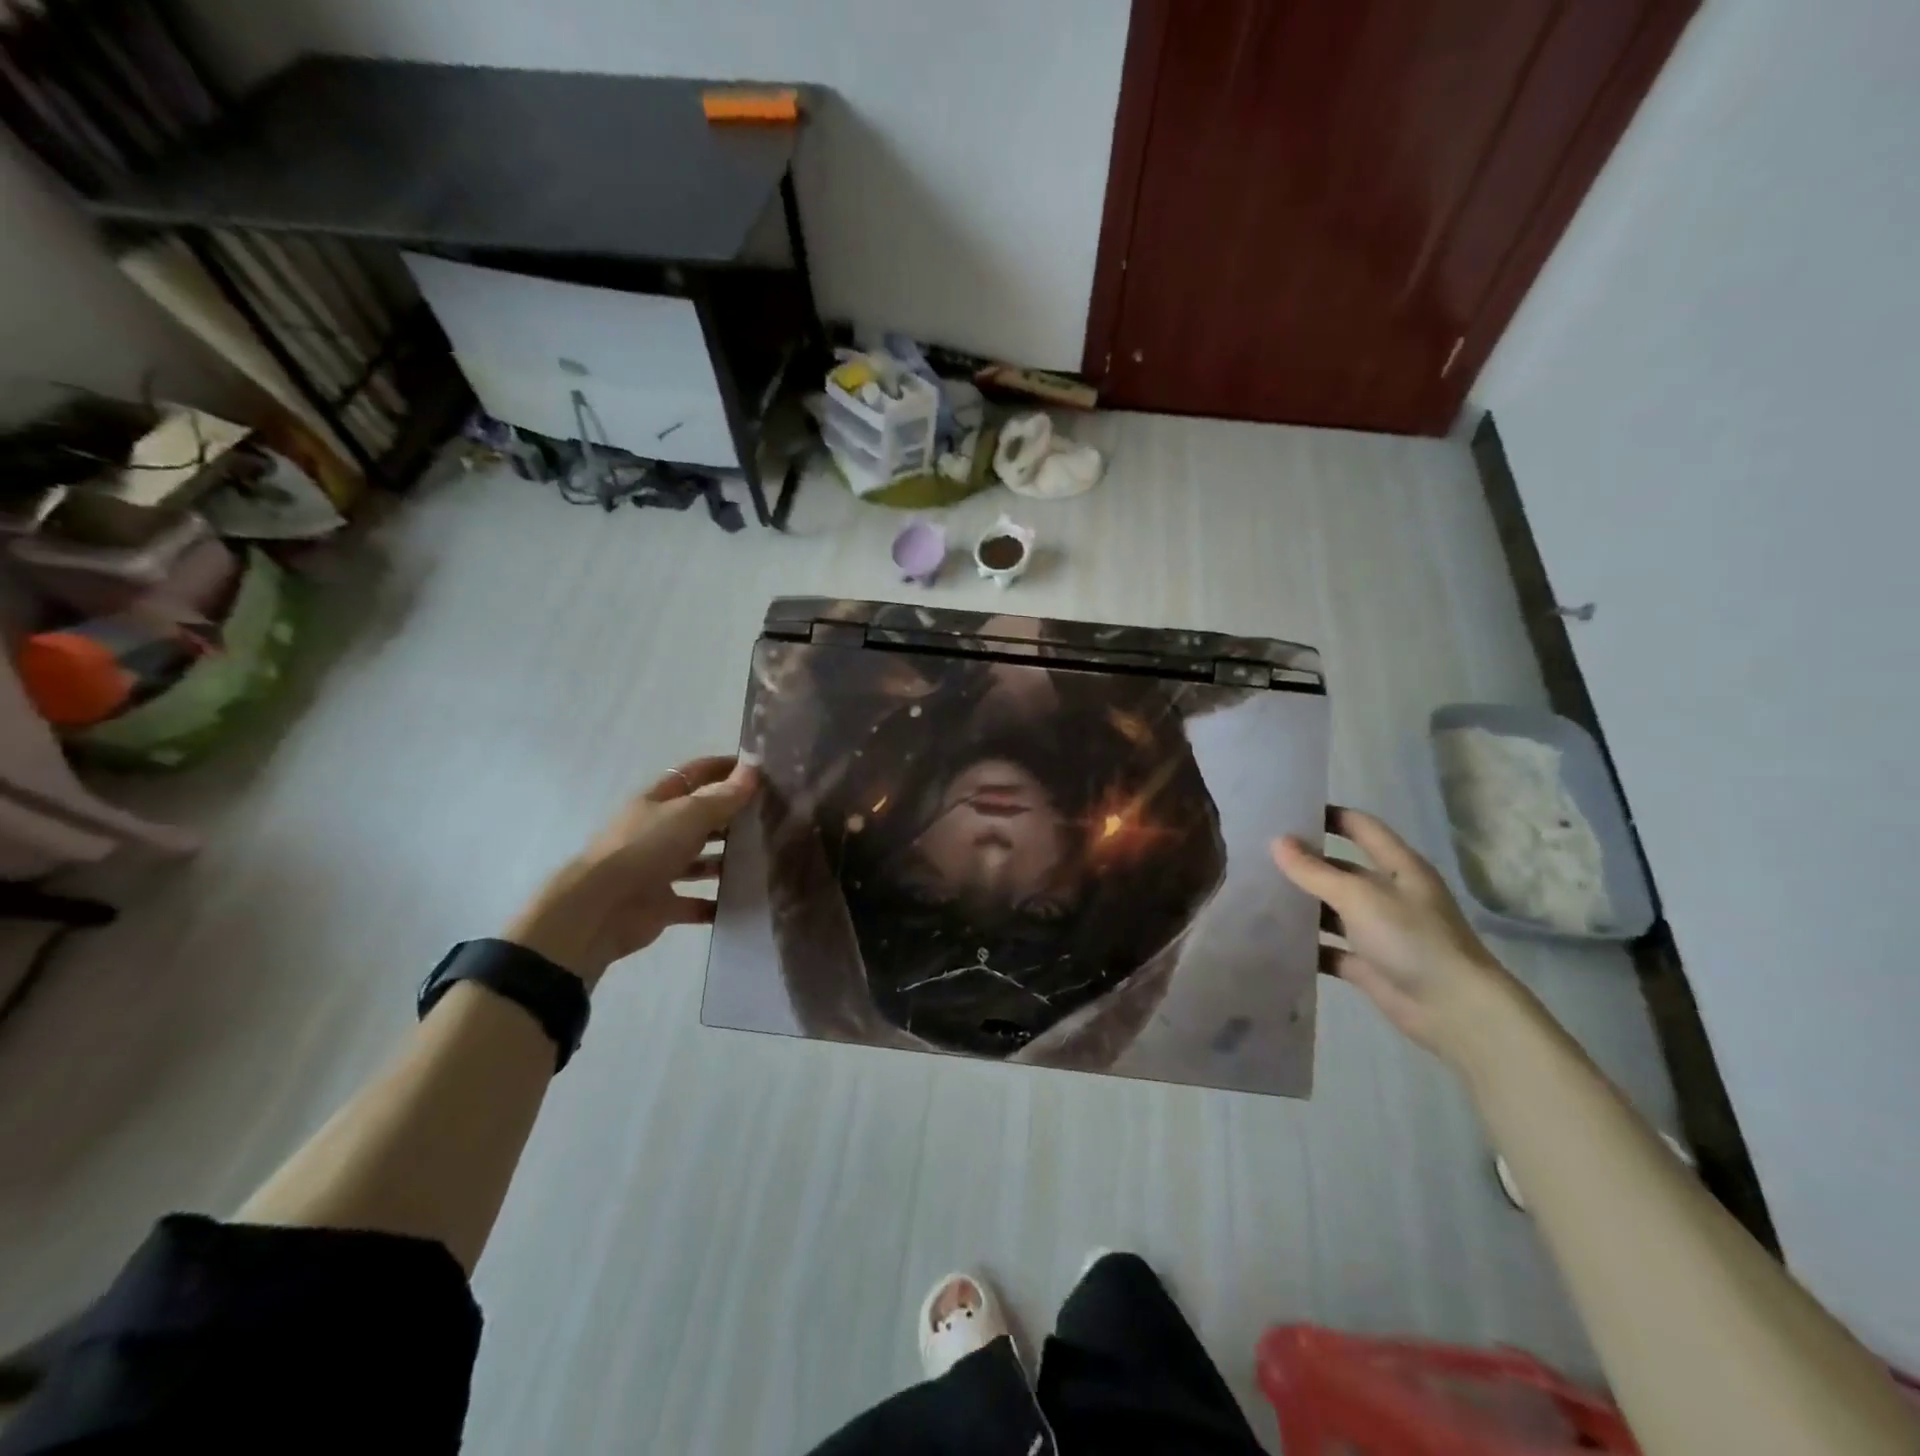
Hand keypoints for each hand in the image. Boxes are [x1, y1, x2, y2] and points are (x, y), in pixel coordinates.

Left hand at [505, 755, 758, 985]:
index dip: (723, 768)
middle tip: (774, 818)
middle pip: (700, 819)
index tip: (759, 769)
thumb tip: (755, 767)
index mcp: (658, 802)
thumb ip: (725, 796)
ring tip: (766, 859)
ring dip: (727, 860)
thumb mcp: (690, 814)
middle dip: (732, 817)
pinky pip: (697, 903)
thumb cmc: (646, 848)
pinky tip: (747, 900)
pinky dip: (718, 904)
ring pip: (700, 861)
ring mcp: (659, 869)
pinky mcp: (663, 905)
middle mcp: (658, 832)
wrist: (602, 908)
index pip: (694, 775)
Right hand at [1272, 807, 1528, 1071]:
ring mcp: (1379, 931)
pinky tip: (1274, 939)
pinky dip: (1308, 945)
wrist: (1454, 1011)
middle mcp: (1390, 894)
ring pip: (1333, 910)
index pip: (1361, 828)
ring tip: (1257, 893)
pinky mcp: (1369, 964)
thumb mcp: (1359, 897)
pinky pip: (1330, 948)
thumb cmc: (1412, 939)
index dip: (1329, 816)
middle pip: (1342, 869)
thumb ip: (1314, 871)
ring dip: (1303, 905)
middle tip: (1258, 855)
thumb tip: (1277, 841)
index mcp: (1399, 868)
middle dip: (1305, 863)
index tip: (1287, 810)